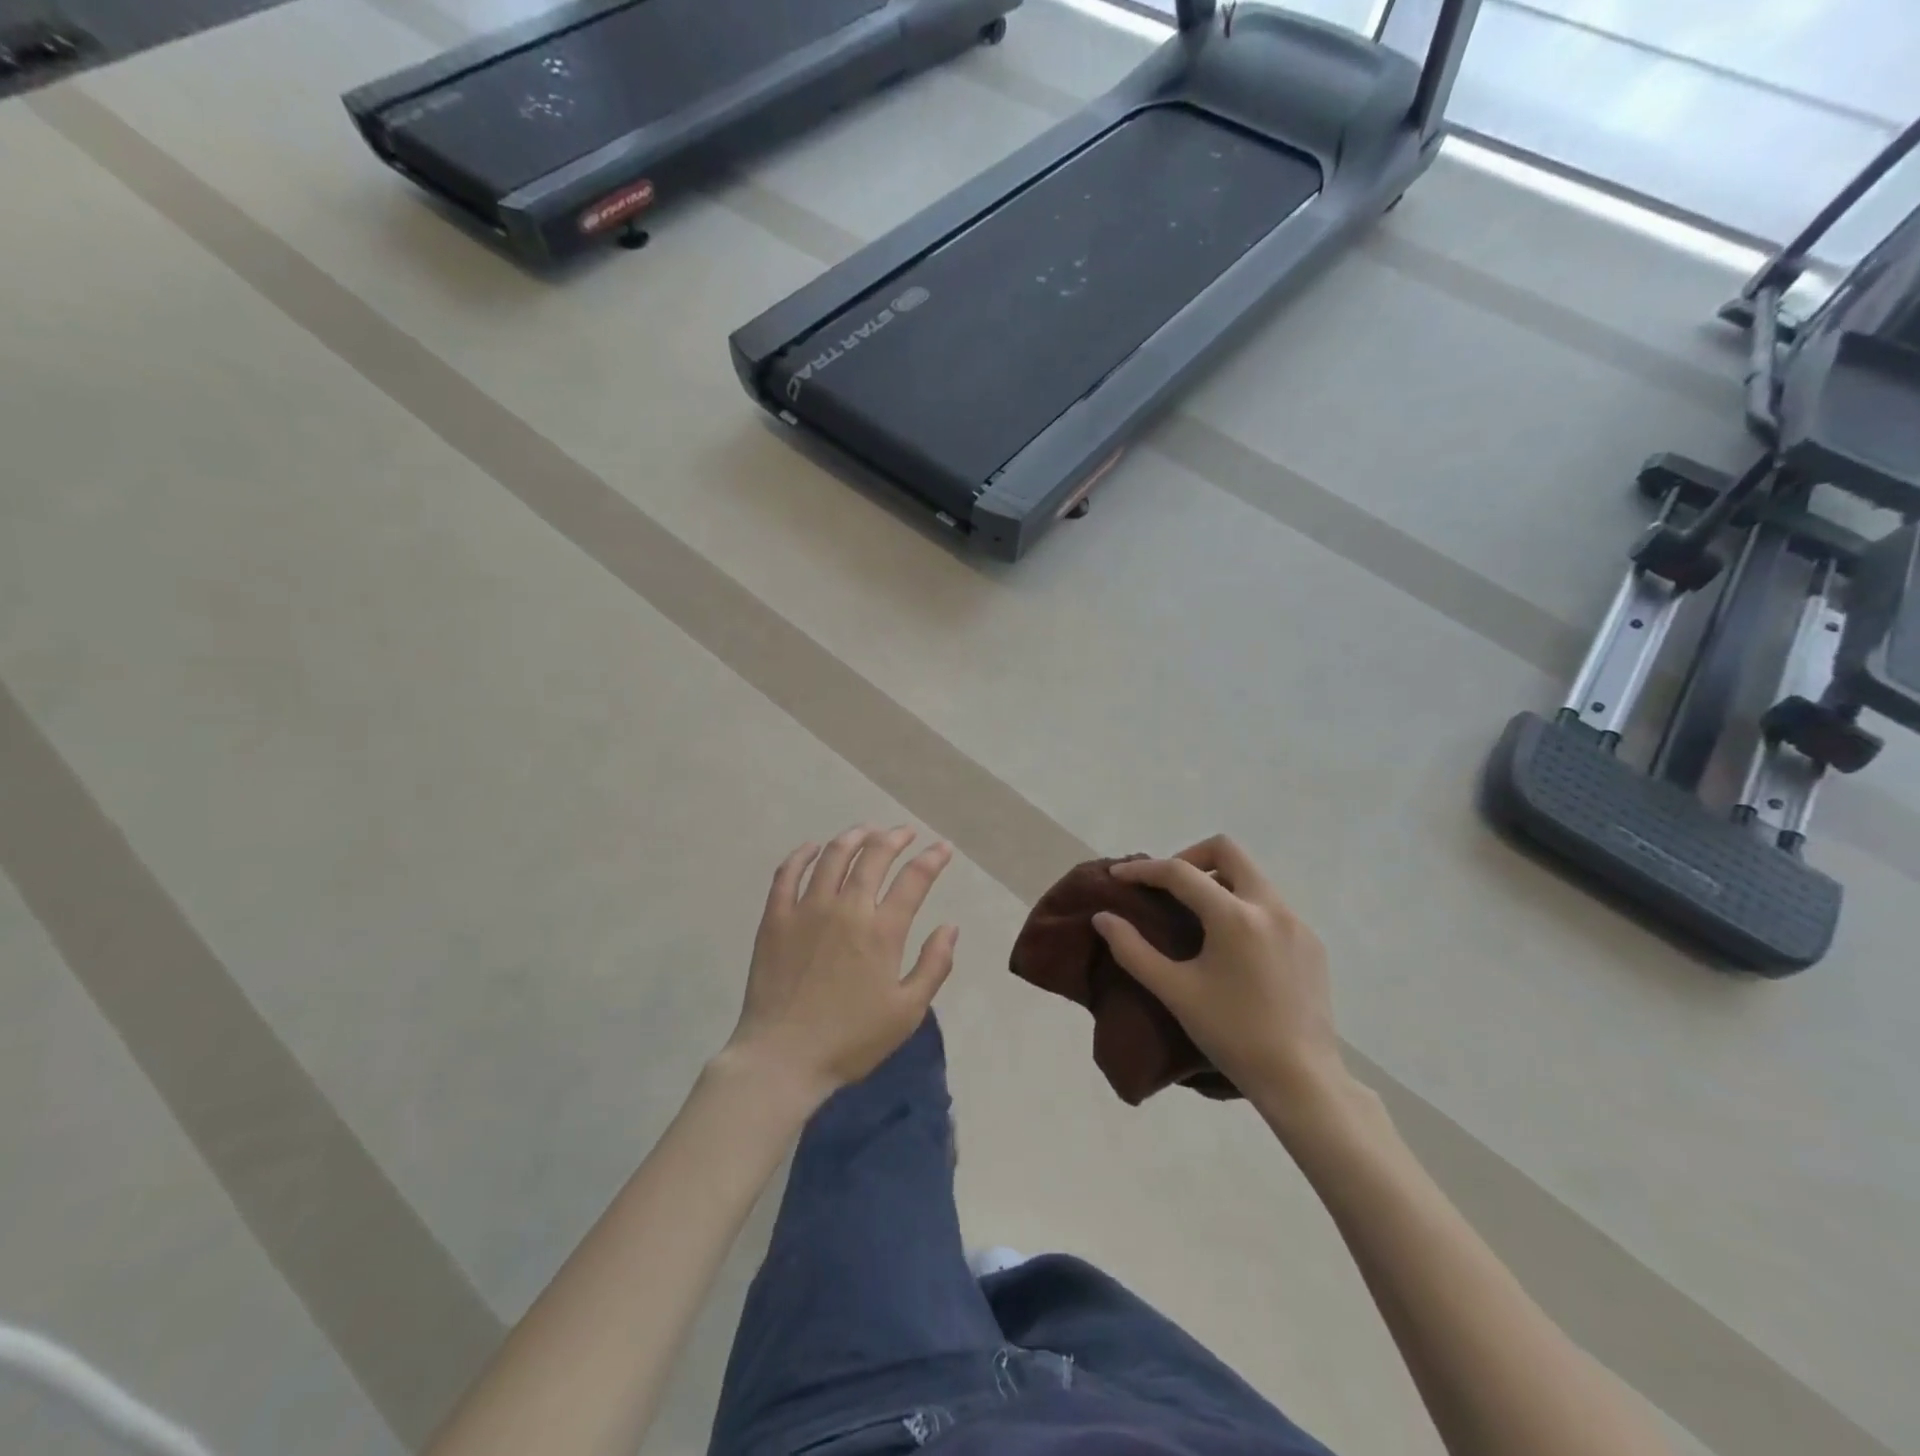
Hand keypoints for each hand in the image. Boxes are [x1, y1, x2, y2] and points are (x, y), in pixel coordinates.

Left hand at [726, 825, 957, 1103]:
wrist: (782, 1058)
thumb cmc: (851, 1040)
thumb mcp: (908, 1012)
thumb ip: (934, 965)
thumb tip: (950, 926)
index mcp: (882, 931)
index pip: (914, 879)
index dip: (932, 859)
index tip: (943, 848)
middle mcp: (846, 908)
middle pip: (874, 856)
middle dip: (895, 838)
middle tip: (905, 832)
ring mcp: (807, 909)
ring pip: (833, 856)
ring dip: (854, 836)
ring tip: (866, 830)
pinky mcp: (775, 918)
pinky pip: (787, 874)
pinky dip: (802, 855)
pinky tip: (812, 847)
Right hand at [1092, 835, 1345, 1110]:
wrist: (1302, 1080)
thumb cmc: (1232, 1035)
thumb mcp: (1175, 992)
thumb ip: (1133, 950)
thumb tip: (1103, 918)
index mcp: (1235, 917)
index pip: (1180, 872)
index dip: (1143, 869)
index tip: (1118, 875)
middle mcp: (1270, 907)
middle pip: (1226, 850)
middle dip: (1189, 857)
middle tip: (1166, 887)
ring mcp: (1297, 923)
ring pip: (1251, 876)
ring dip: (1217, 881)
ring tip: (1195, 916)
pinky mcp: (1312, 943)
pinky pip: (1271, 905)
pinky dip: (1242, 906)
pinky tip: (1231, 945)